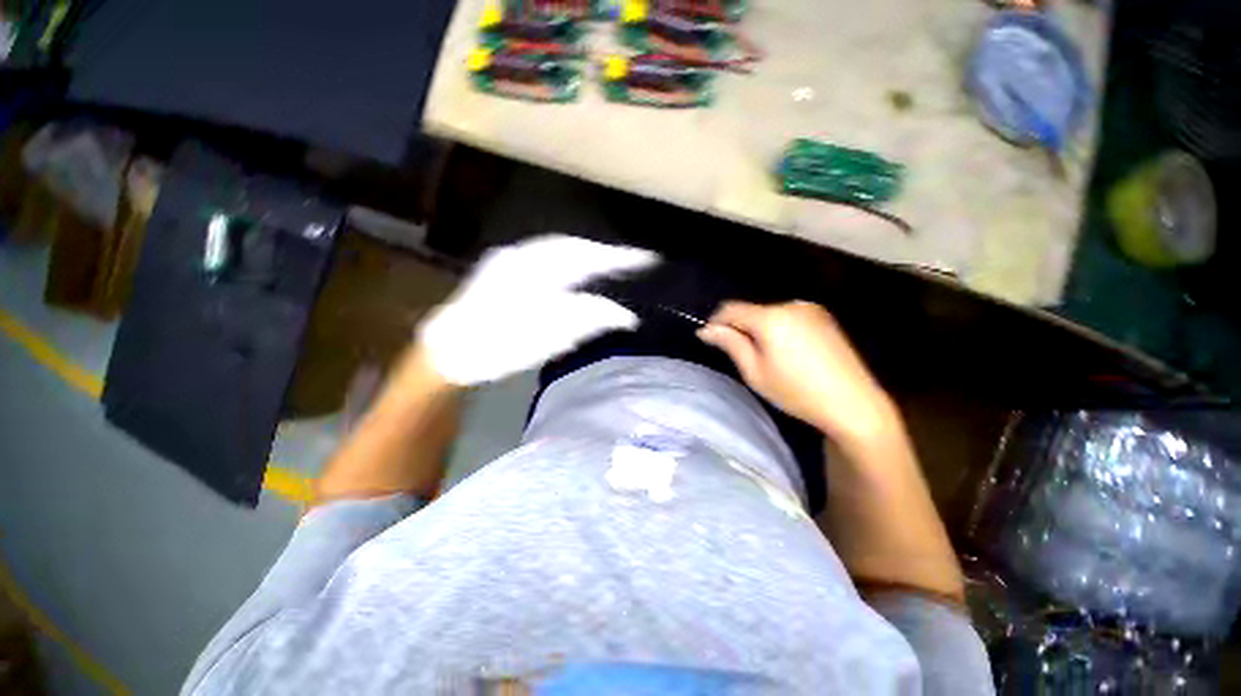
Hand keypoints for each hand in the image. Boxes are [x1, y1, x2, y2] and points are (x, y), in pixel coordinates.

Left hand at [418, 235, 657, 385]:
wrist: (448, 352)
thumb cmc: (497, 347)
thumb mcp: (546, 339)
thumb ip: (587, 321)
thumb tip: (626, 316)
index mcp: (535, 271)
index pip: (588, 257)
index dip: (620, 257)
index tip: (649, 259)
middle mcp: (524, 255)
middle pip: (575, 247)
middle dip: (606, 253)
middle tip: (634, 261)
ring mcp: (511, 259)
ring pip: (560, 249)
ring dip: (588, 254)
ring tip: (612, 263)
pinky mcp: (504, 268)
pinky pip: (546, 255)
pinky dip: (568, 259)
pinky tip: (576, 268)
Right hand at [698, 301, 898, 445]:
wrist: (854, 403)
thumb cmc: (797, 391)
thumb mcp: (755, 371)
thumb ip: (730, 344)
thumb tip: (706, 330)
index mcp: (771, 317)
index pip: (731, 308)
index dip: (716, 321)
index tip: (709, 339)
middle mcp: (790, 305)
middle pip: (752, 310)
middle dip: (739, 326)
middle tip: (739, 354)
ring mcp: (811, 309)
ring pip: (770, 313)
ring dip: (759, 327)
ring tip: (765, 355)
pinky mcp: (824, 317)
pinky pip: (789, 317)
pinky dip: (778, 328)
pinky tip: (787, 351)